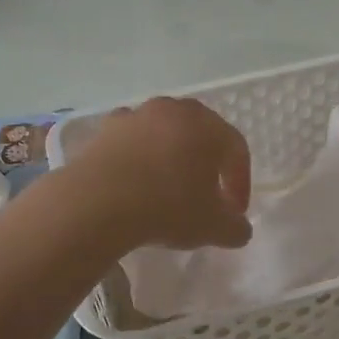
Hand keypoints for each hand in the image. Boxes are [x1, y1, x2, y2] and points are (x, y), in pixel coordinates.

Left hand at [67, 98, 252, 250]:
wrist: (98, 201)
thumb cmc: (167, 206)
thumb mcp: (213, 227)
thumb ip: (235, 227)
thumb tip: (239, 228)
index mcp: (208, 126)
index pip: (236, 150)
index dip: (240, 182)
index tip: (234, 213)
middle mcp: (175, 110)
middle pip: (200, 134)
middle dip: (206, 164)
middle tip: (205, 195)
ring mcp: (137, 115)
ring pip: (164, 134)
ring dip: (170, 157)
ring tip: (166, 188)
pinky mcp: (106, 128)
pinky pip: (131, 140)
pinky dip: (137, 156)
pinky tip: (133, 182)